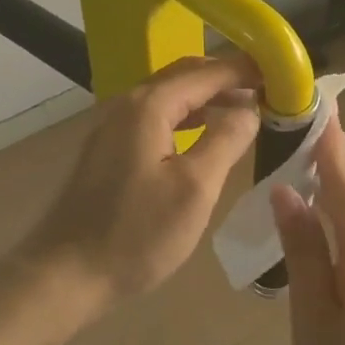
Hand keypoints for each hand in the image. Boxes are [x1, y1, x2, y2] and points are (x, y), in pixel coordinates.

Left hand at [21, 53, 260, 318]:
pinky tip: (204, 134)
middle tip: (267, 89)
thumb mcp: (195, 188)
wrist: (64, 276)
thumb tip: (250, 107)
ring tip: (245, 109)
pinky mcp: (109, 148)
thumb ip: (227, 139)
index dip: (245, 69)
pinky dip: (187, 115)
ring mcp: (113, 125)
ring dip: (207, 97)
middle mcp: (128, 104)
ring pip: (170, 95)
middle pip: (185, 75)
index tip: (280, 72)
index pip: (207, 72)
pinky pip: (156, 116)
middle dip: (227, 78)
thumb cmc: (136, 233)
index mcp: (149, 105)